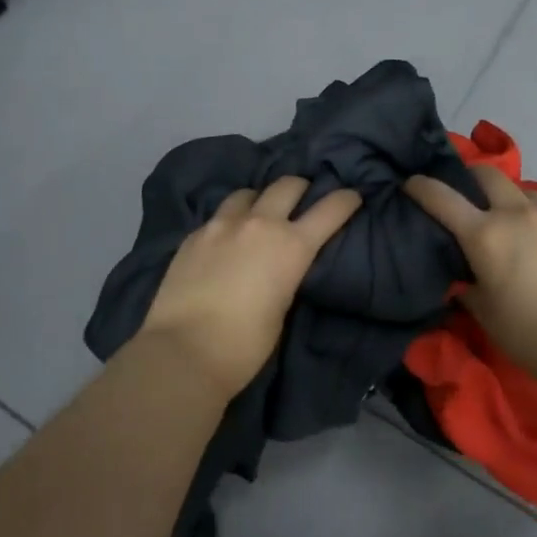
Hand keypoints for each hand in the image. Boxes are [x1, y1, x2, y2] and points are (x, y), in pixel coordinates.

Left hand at [135, 177, 362, 398]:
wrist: (183, 351)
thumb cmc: (245, 345)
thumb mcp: (282, 308)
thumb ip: (286, 275)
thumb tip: (279, 266)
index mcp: (291, 245)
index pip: (330, 209)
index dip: (346, 200)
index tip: (352, 197)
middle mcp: (259, 224)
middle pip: (287, 184)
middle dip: (301, 188)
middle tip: (303, 200)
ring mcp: (221, 225)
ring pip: (248, 193)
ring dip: (260, 200)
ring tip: (258, 216)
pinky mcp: (193, 235)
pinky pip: (219, 216)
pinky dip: (230, 221)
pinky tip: (225, 240)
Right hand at [405, 164, 536, 386]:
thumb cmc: (530, 335)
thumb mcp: (484, 314)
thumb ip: (466, 285)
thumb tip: (462, 275)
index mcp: (486, 235)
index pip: (442, 197)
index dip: (420, 187)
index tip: (410, 184)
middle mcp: (519, 213)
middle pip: (487, 175)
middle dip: (471, 180)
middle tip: (469, 199)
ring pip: (526, 192)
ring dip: (513, 203)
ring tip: (516, 227)